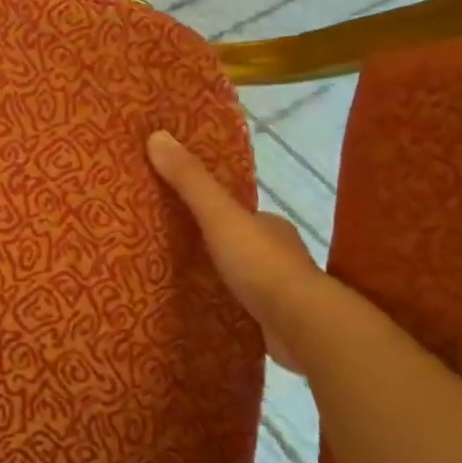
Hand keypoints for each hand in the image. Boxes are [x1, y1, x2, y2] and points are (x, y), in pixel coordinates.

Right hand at [147, 129, 320, 370]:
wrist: (304, 327)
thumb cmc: (262, 265)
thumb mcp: (220, 216)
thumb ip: (191, 182)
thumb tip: (156, 135)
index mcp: (271, 226)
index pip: (239, 213)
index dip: (213, 212)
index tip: (181, 217)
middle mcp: (280, 255)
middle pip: (240, 244)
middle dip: (214, 247)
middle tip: (173, 252)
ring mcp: (281, 292)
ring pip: (244, 279)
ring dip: (221, 280)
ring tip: (182, 284)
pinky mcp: (278, 325)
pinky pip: (246, 311)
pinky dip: (229, 309)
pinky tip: (207, 314)